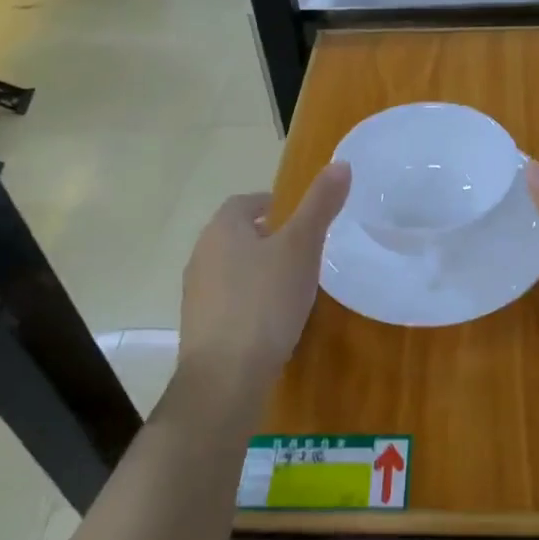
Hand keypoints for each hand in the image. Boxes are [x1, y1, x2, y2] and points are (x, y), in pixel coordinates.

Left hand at [178, 162, 350, 398]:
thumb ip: (320, 206)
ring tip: (293, 285)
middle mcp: (202, 253)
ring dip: (259, 270)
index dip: (275, 205)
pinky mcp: (200, 325)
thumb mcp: (302, 247)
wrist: (226, 376)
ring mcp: (197, 292)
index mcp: (223, 228)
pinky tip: (273, 319)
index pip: (247, 202)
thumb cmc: (266, 301)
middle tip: (306, 251)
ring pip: (233, 267)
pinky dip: (251, 300)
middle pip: (238, 234)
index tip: (303, 220)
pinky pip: (229, 299)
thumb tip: (341, 163)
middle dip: (269, 238)